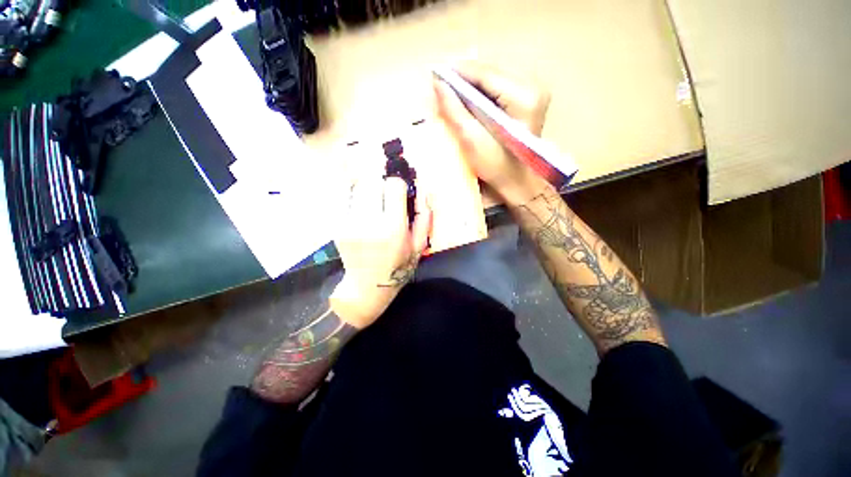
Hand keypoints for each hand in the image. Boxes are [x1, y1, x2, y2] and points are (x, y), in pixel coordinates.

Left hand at [330, 175, 431, 328]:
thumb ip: (424, 217)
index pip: (393, 185)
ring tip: (374, 197)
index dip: (399, 183)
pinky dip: (354, 194)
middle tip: (385, 191)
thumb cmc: (398, 266)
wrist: (367, 286)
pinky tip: (362, 205)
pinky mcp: (337, 225)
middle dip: (381, 181)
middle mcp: (368, 222)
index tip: (400, 191)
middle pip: (371, 180)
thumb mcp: (419, 245)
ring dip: (367, 186)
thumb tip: (423, 190)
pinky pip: (344, 198)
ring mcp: (349, 223)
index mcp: (392, 227)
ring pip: (356, 186)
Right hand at [434, 61, 553, 205]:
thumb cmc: (497, 168)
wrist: (518, 183)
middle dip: (464, 79)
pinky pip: (499, 87)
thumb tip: (438, 84)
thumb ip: (455, 111)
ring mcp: (533, 91)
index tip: (435, 75)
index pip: (485, 73)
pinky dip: (481, 93)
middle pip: (490, 72)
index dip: (458, 72)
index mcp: (524, 96)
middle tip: (441, 88)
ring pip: (493, 78)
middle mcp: (533, 86)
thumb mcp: (473, 141)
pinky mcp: (528, 99)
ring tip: (452, 95)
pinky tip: (469, 102)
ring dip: (471, 85)